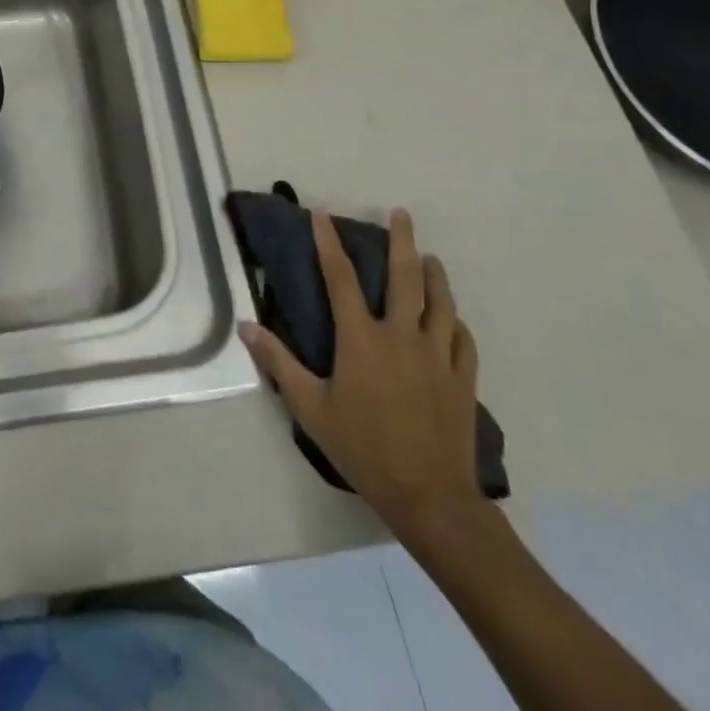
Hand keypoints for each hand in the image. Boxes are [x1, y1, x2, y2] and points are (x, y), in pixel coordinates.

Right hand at [240, 208, 484, 550]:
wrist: (429, 496)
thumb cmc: (362, 448)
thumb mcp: (310, 407)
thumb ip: (279, 363)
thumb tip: (246, 326)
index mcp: (361, 339)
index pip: (340, 278)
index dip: (329, 243)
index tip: (323, 215)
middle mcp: (401, 336)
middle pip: (405, 278)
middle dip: (402, 241)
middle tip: (401, 214)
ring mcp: (437, 355)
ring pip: (441, 302)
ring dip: (435, 275)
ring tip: (430, 257)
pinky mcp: (462, 378)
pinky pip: (463, 339)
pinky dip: (456, 322)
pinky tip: (453, 318)